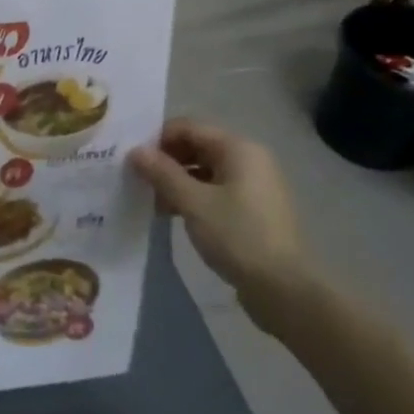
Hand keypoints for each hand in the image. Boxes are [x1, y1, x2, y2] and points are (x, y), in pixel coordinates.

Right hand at [127, 119, 319, 334]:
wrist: (282, 287)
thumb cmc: (236, 235)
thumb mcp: (192, 202)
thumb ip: (161, 173)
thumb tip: (135, 151)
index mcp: (238, 149)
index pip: (188, 127)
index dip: (157, 138)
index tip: (131, 158)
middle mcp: (249, 159)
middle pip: (197, 146)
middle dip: (165, 160)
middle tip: (137, 179)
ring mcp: (253, 184)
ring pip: (204, 169)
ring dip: (175, 180)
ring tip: (150, 200)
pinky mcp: (252, 208)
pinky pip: (214, 189)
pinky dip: (191, 195)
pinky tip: (170, 213)